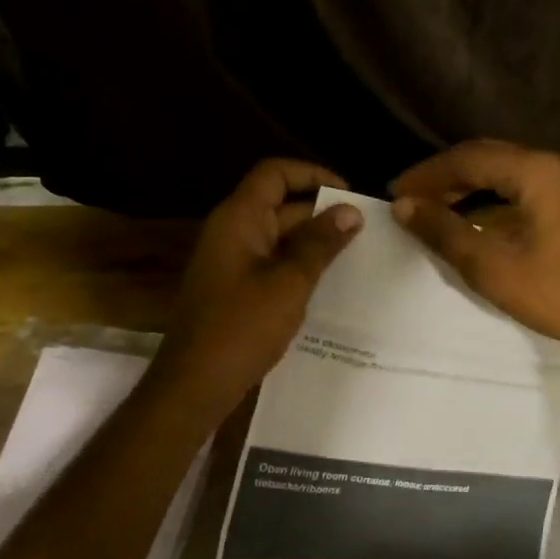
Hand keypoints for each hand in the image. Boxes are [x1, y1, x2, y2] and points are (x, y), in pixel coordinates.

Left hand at [155, 159, 363, 413]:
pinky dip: (298, 266)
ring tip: (356, 255)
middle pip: (278, 204)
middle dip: (320, 213)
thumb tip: (351, 212)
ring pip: (278, 237)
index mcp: (238, 219)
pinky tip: (329, 284)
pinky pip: (271, 264)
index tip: (349, 193)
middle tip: (365, 230)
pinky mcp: (234, 289)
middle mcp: (232, 232)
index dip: (312, 174)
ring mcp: (231, 262)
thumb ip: (320, 244)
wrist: (194, 385)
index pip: (274, 173)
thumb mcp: (289, 283)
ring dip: (313, 242)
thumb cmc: (241, 328)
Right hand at [391, 141, 559, 362]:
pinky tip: (471, 211)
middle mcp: (554, 164)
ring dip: (467, 183)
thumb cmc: (557, 294)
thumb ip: (444, 231)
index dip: (428, 174)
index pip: (469, 158)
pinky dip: (491, 193)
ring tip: (432, 203)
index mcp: (537, 172)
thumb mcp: (492, 266)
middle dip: (444, 175)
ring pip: (505, 169)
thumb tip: (403, 206)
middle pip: (488, 156)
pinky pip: (522, 183)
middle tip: (409, 196)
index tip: (395, 191)